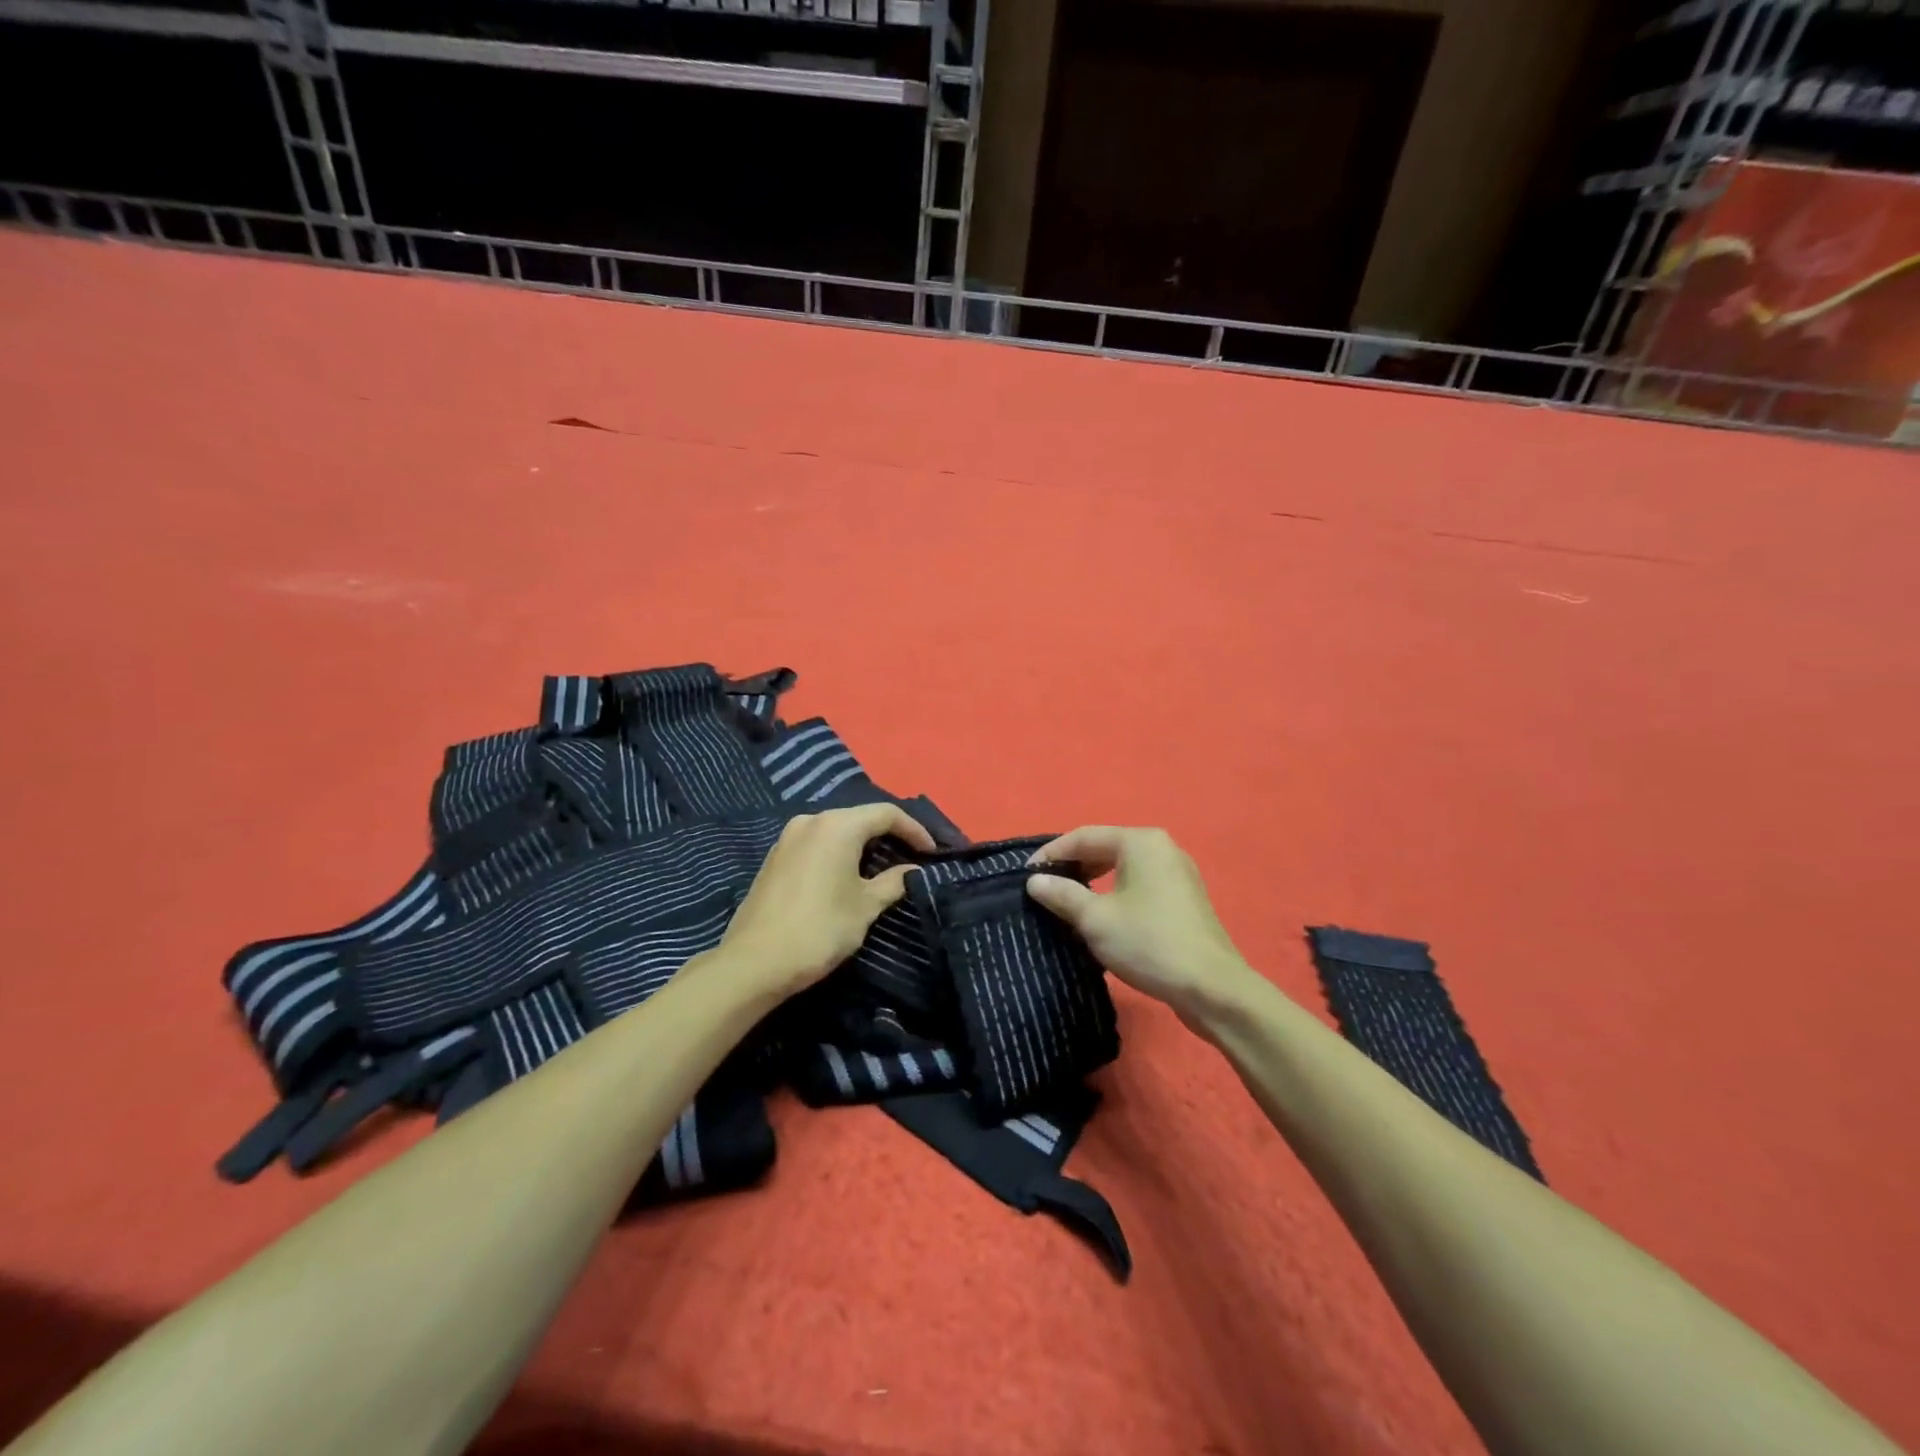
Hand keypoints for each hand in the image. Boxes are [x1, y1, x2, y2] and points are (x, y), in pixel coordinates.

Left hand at [717, 803, 936, 1001]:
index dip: (914, 830)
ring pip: (837, 831)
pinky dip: (839, 853)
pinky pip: (817, 844)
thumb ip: (893, 882)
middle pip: (860, 818)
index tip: (932, 852)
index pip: (886, 814)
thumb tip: (911, 870)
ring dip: (863, 845)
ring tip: (884, 867)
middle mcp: (811, 820)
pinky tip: (848, 875)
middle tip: (912, 857)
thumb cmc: (819, 929)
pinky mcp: (775, 857)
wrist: (754, 963)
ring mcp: (788, 838)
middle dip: (889, 835)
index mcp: (837, 826)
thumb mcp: (865, 907)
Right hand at [1026, 826, 1261, 1026]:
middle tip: (1045, 888)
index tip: (1026, 875)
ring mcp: (1178, 872)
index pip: (1084, 836)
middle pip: (1106, 847)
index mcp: (1140, 842)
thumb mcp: (1095, 919)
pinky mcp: (1185, 898)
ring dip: (1094, 880)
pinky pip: (1141, 883)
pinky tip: (1103, 915)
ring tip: (1068, 901)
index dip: (1052, 854)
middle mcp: (1162, 847)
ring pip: (1124, 867)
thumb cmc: (1148, 943)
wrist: (1211, 988)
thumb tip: (1034, 880)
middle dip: (1073, 866)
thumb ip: (1062, 894)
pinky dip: (1116, 892)